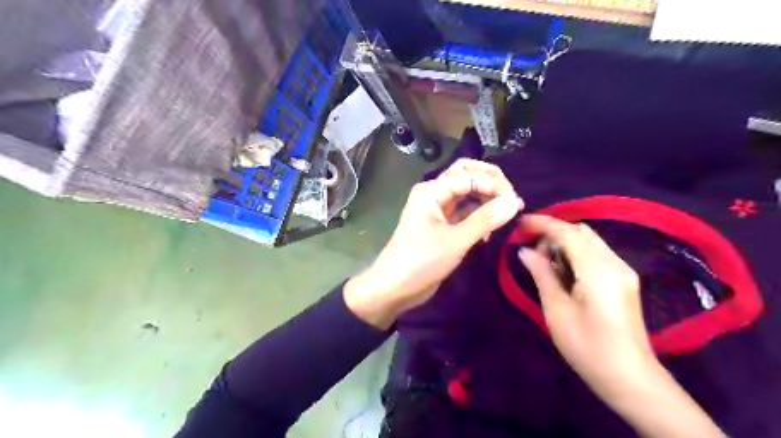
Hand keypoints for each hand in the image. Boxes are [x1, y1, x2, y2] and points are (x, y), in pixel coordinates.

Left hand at [344, 159, 519, 328]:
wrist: (394, 288)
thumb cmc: (420, 262)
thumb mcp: (454, 241)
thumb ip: (484, 220)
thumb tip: (514, 202)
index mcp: (432, 191)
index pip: (469, 175)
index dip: (494, 185)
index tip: (516, 204)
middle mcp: (435, 194)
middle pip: (467, 175)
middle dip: (491, 184)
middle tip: (511, 202)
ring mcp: (438, 209)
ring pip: (468, 193)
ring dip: (487, 200)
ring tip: (506, 216)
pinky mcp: (443, 225)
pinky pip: (465, 211)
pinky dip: (479, 216)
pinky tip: (489, 232)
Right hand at [517, 215, 653, 396]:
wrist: (630, 378)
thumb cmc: (587, 347)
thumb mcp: (556, 310)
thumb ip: (541, 274)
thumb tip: (524, 251)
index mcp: (598, 270)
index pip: (567, 232)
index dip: (542, 223)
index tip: (519, 222)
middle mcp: (615, 263)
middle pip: (581, 231)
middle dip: (553, 231)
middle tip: (529, 246)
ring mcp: (623, 270)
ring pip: (590, 240)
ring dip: (564, 241)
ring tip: (542, 258)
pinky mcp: (624, 280)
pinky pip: (596, 253)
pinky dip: (576, 251)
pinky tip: (562, 268)